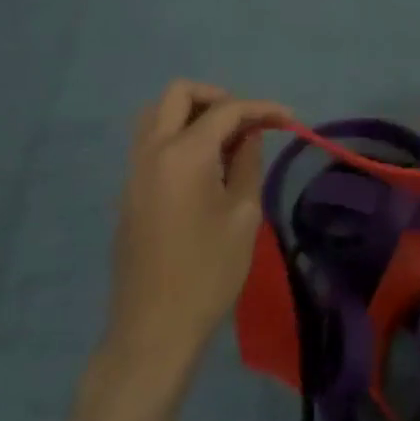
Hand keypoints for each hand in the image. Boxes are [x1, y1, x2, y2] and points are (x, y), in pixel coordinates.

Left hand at [103, 81, 291, 380]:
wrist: (155, 326)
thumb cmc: (209, 272)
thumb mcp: (243, 215)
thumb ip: (248, 163)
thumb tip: (249, 135)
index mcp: (184, 154)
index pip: (226, 110)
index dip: (262, 108)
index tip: (290, 120)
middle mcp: (152, 150)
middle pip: (178, 94)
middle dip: (217, 97)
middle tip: (247, 121)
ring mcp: (134, 170)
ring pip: (158, 114)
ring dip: (193, 113)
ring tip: (227, 141)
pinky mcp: (129, 190)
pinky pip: (152, 142)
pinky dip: (178, 135)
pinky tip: (205, 166)